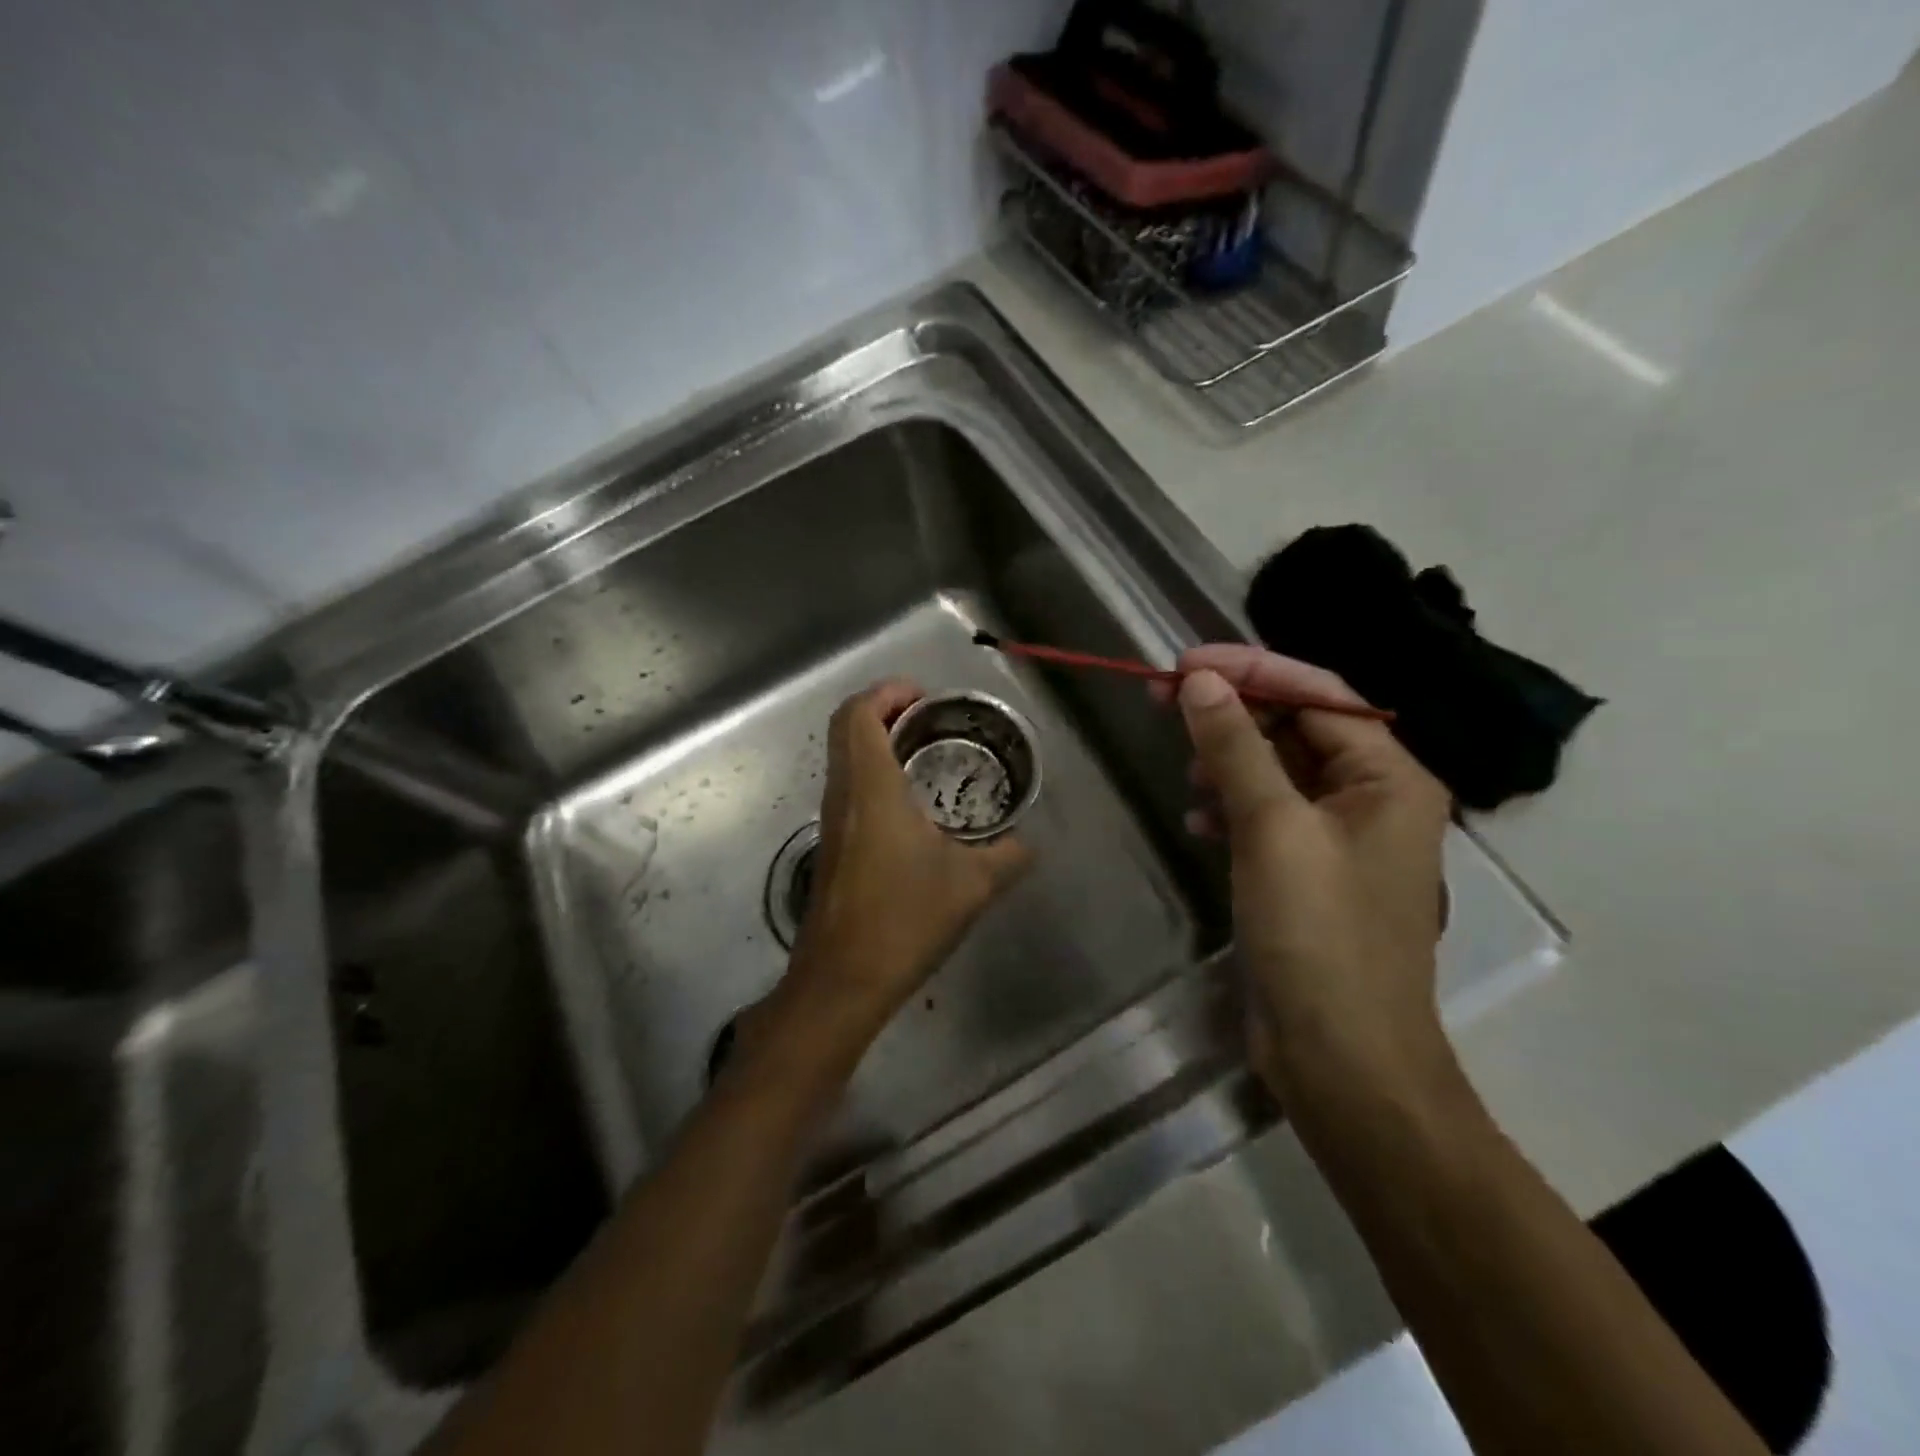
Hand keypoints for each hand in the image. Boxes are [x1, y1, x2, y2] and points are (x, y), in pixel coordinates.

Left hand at [783, 680, 1030, 1029]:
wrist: (843, 980)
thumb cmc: (905, 918)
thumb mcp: (973, 884)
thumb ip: (1009, 855)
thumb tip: (1028, 843)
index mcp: (871, 787)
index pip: (859, 713)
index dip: (887, 692)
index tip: (925, 698)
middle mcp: (842, 794)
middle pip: (845, 728)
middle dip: (884, 711)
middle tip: (931, 721)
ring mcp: (831, 821)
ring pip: (844, 759)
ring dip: (878, 744)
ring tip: (927, 757)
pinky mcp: (831, 847)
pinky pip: (848, 789)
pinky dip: (874, 775)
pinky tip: (912, 808)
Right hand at [1159, 645, 1452, 1107]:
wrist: (1343, 1059)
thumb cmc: (1319, 936)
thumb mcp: (1273, 831)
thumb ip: (1237, 749)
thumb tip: (1201, 681)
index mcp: (1389, 777)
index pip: (1318, 694)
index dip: (1251, 669)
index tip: (1183, 663)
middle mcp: (1373, 798)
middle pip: (1297, 727)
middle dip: (1232, 712)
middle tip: (1163, 698)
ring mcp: (1341, 839)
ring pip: (1278, 771)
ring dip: (1228, 760)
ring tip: (1185, 770)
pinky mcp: (1310, 874)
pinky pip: (1269, 816)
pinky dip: (1232, 808)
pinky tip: (1199, 822)